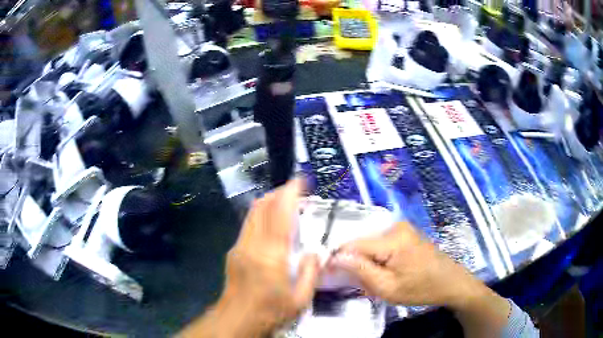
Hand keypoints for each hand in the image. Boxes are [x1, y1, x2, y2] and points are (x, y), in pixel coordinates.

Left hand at [180, 179, 319, 337]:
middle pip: (262, 207)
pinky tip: (270, 224)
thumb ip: (310, 273)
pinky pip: (248, 225)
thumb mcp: (300, 299)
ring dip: (268, 202)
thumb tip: (315, 252)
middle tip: (294, 191)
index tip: (299, 181)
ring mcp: (240, 246)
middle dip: (278, 193)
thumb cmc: (270, 311)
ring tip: (283, 203)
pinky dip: (260, 216)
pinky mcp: (234, 251)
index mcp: (271, 255)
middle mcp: (252, 244)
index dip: (289, 194)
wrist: (237, 318)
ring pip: (252, 214)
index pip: (280, 215)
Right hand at [330, 221, 483, 307]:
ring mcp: (402, 228)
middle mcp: (395, 226)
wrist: (451, 282)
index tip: (331, 275)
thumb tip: (335, 257)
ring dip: (366, 261)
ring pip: (370, 243)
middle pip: (361, 243)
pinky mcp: (405, 232)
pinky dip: (376, 257)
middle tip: (360, 283)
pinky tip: (384, 270)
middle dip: (355, 262)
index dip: (339, 259)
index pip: (353, 244)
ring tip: (373, 278)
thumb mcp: (388, 288)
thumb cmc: (421, 288)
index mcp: (392, 239)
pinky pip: (381, 243)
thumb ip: (361, 271)